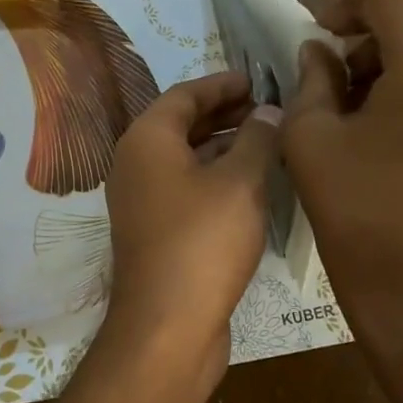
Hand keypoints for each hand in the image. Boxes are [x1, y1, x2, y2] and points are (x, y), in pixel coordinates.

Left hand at [103, 71, 281, 396]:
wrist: (167, 324)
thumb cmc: (203, 241)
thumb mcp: (241, 182)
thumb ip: (257, 138)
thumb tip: (268, 110)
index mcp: (145, 140)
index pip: (184, 94)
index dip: (222, 83)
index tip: (257, 78)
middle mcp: (135, 164)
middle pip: (180, 124)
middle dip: (224, 113)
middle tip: (267, 106)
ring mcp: (141, 200)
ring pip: (184, 158)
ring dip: (222, 145)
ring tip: (267, 139)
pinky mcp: (154, 231)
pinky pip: (185, 187)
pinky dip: (214, 176)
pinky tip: (250, 183)